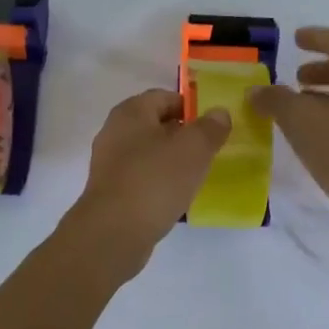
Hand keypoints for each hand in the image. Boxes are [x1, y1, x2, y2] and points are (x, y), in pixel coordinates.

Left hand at [65, 89, 230, 274]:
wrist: (113, 232)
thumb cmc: (155, 181)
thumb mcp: (193, 149)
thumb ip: (210, 128)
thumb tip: (218, 113)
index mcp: (130, 112)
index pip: (164, 97)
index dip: (191, 107)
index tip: (213, 127)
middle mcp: (114, 132)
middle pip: (155, 125)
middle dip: (183, 135)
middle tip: (209, 151)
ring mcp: (109, 164)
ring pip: (148, 154)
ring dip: (172, 161)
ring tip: (197, 176)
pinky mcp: (111, 192)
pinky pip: (141, 178)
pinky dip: (159, 183)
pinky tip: (176, 198)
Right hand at [252, 27, 328, 250]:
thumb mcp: (302, 122)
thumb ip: (276, 100)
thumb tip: (256, 90)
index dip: (317, 37)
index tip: (295, 39)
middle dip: (319, 70)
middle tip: (293, 78)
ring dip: (321, 98)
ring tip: (294, 110)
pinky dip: (326, 121)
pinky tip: (308, 140)